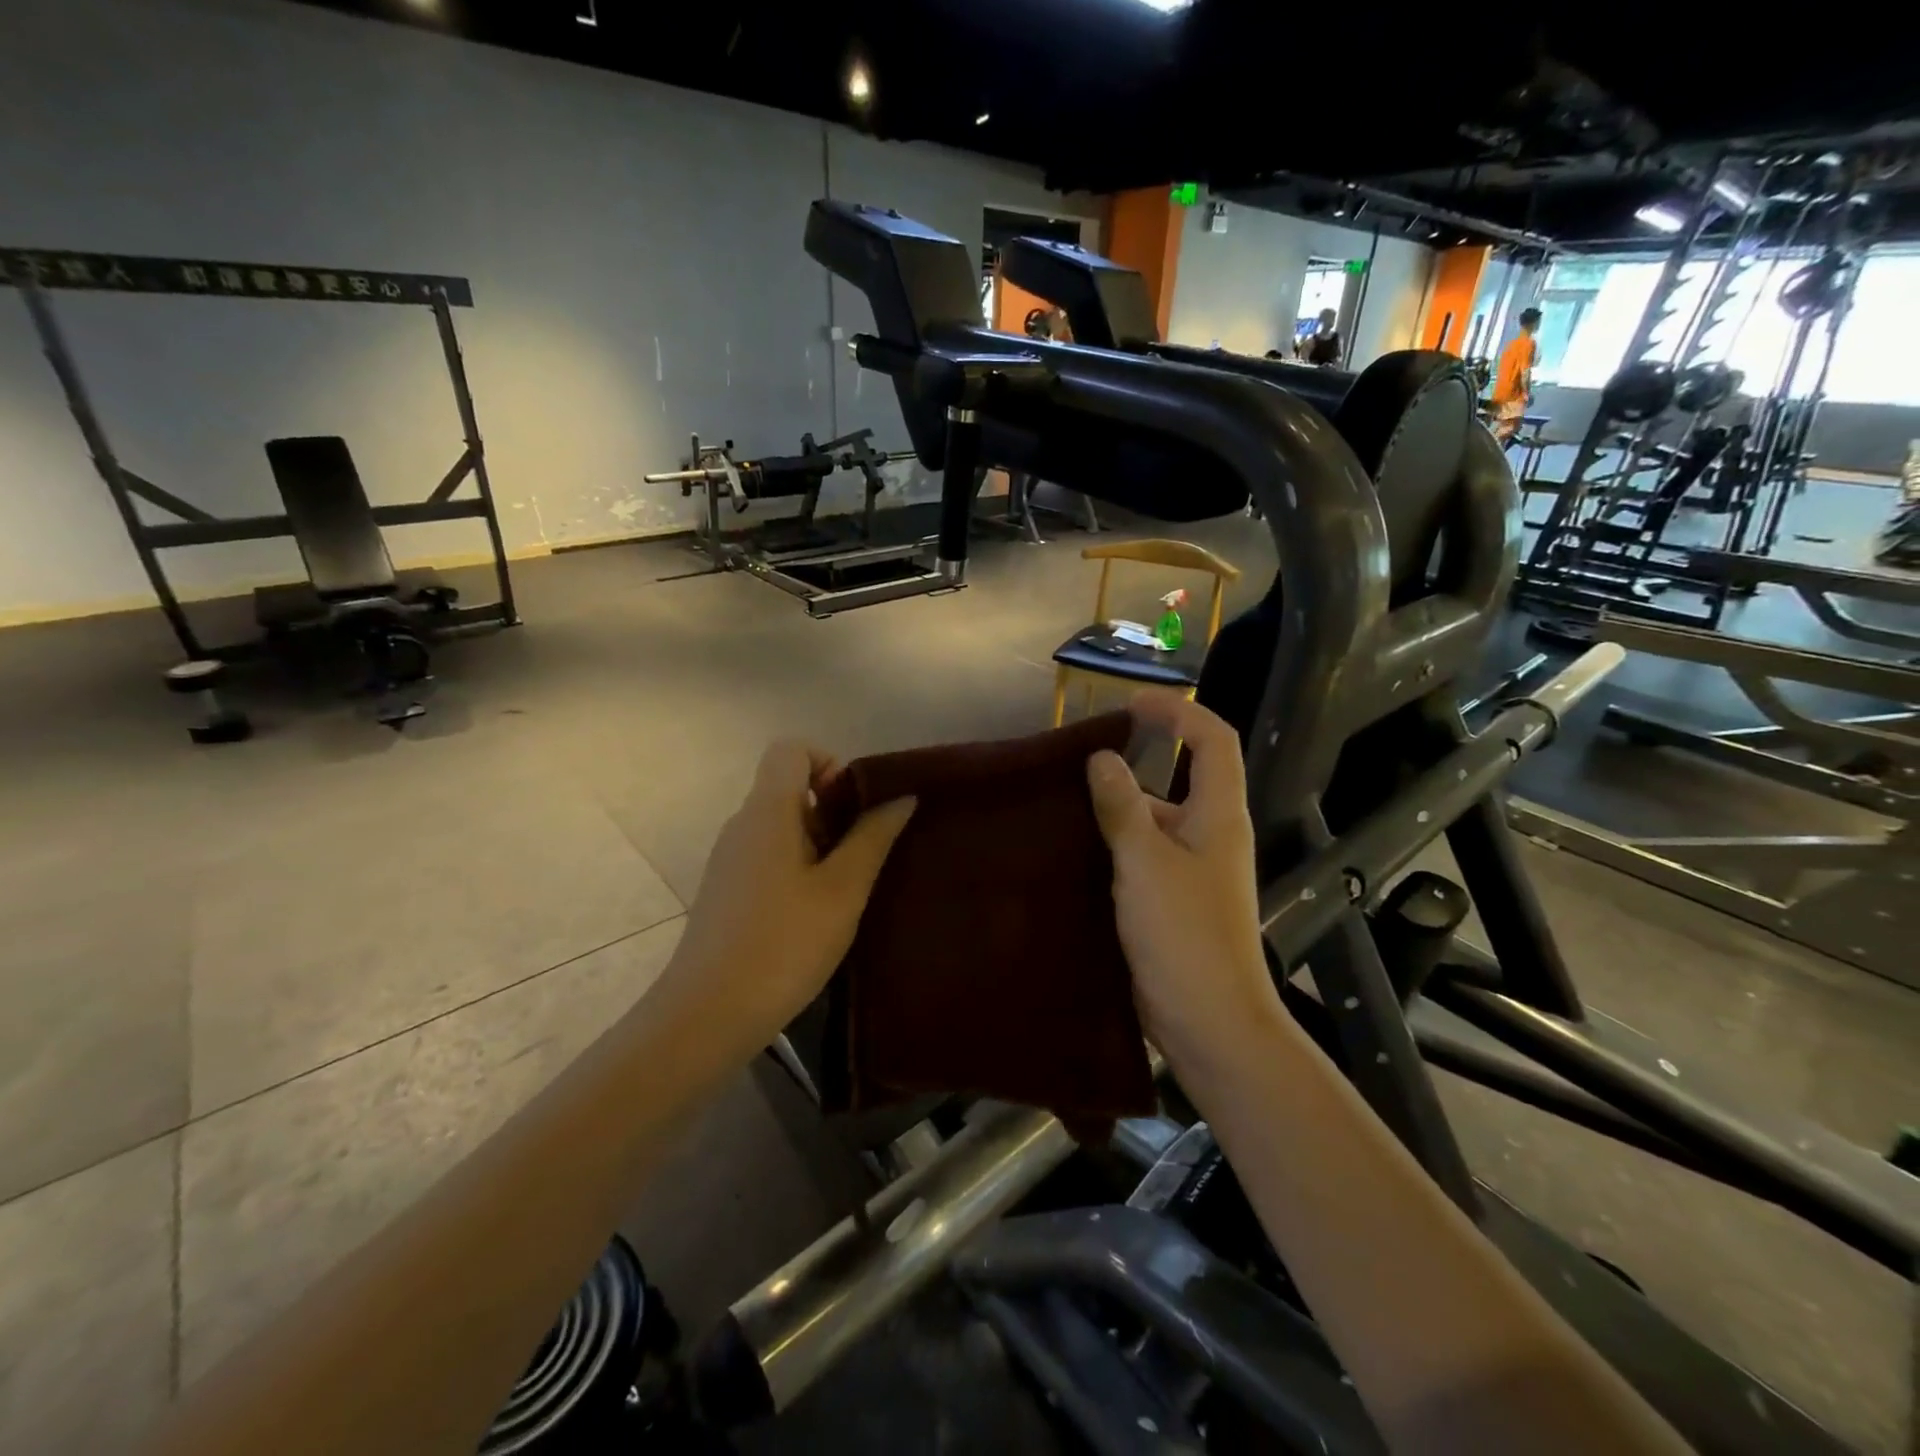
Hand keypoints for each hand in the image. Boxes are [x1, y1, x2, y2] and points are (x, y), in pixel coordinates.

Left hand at [662, 742, 915, 1052]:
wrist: (708, 1014)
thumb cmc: (784, 943)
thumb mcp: (843, 890)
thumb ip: (873, 837)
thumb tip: (901, 797)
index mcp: (767, 811)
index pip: (791, 749)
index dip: (828, 762)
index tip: (854, 806)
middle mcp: (742, 824)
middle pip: (788, 787)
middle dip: (832, 809)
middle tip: (863, 853)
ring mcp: (728, 859)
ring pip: (780, 825)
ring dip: (818, 842)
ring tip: (846, 888)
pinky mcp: (725, 891)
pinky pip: (767, 856)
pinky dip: (797, 866)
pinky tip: (816, 912)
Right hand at [1085, 691, 1282, 1073]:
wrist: (1208, 1020)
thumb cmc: (1183, 933)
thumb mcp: (1144, 862)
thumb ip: (1121, 807)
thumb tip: (1102, 757)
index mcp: (1218, 814)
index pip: (1212, 739)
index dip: (1177, 711)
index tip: (1129, 704)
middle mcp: (1210, 833)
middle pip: (1181, 774)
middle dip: (1137, 757)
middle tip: (1080, 756)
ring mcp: (1192, 869)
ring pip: (1155, 817)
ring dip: (1118, 803)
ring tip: (1064, 799)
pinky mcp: (1172, 898)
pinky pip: (1143, 852)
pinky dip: (1114, 841)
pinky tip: (1074, 847)